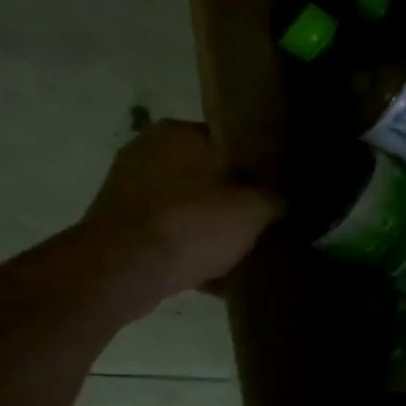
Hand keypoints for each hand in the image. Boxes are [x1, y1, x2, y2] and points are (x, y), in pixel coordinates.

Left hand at [80, 120, 283, 302]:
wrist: (122, 271)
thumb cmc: (192, 223)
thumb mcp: (255, 209)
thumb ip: (278, 199)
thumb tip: (287, 200)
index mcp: (179, 132)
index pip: (231, 141)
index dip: (259, 165)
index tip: (278, 189)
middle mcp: (147, 151)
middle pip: (208, 175)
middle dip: (233, 199)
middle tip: (263, 221)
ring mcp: (127, 189)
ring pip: (188, 206)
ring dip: (210, 226)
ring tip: (242, 250)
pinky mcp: (117, 226)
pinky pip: (168, 233)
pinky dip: (188, 248)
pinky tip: (215, 273)